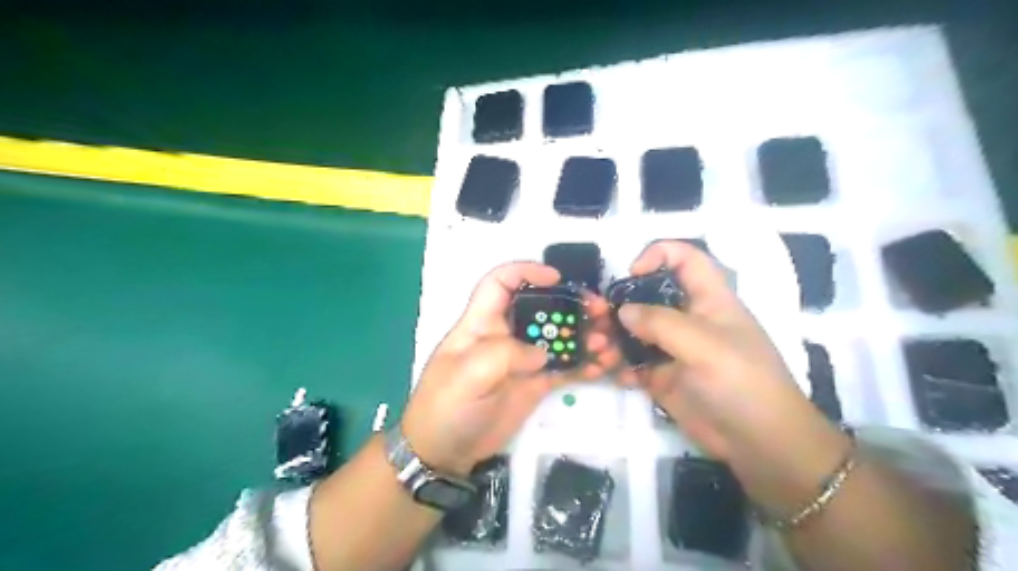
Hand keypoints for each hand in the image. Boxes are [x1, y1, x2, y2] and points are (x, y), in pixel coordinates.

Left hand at [406, 263, 619, 477]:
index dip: (526, 272)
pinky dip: (584, 364)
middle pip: (541, 308)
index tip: (557, 278)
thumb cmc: (445, 407)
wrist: (444, 453)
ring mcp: (523, 360)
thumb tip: (542, 354)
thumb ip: (504, 355)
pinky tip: (602, 367)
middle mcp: (506, 335)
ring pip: (558, 337)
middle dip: (572, 305)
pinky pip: (565, 368)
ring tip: (607, 345)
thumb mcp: (466, 375)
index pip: (500, 283)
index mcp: (482, 323)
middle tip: (601, 313)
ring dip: (585, 335)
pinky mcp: (535, 384)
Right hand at [611, 244, 852, 509]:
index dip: (658, 255)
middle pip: (646, 297)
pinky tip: (611, 375)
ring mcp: (673, 349)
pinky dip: (618, 366)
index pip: (684, 259)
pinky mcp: (663, 377)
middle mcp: (688, 319)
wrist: (759, 443)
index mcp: (708, 299)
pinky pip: (633, 363)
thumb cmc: (741, 382)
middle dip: (618, 304)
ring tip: (597, 352)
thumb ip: (660, 323)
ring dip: (611, 338)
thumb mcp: (703, 345)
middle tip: (594, 319)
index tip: (631, 274)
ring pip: (634, 331)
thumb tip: (623, 311)